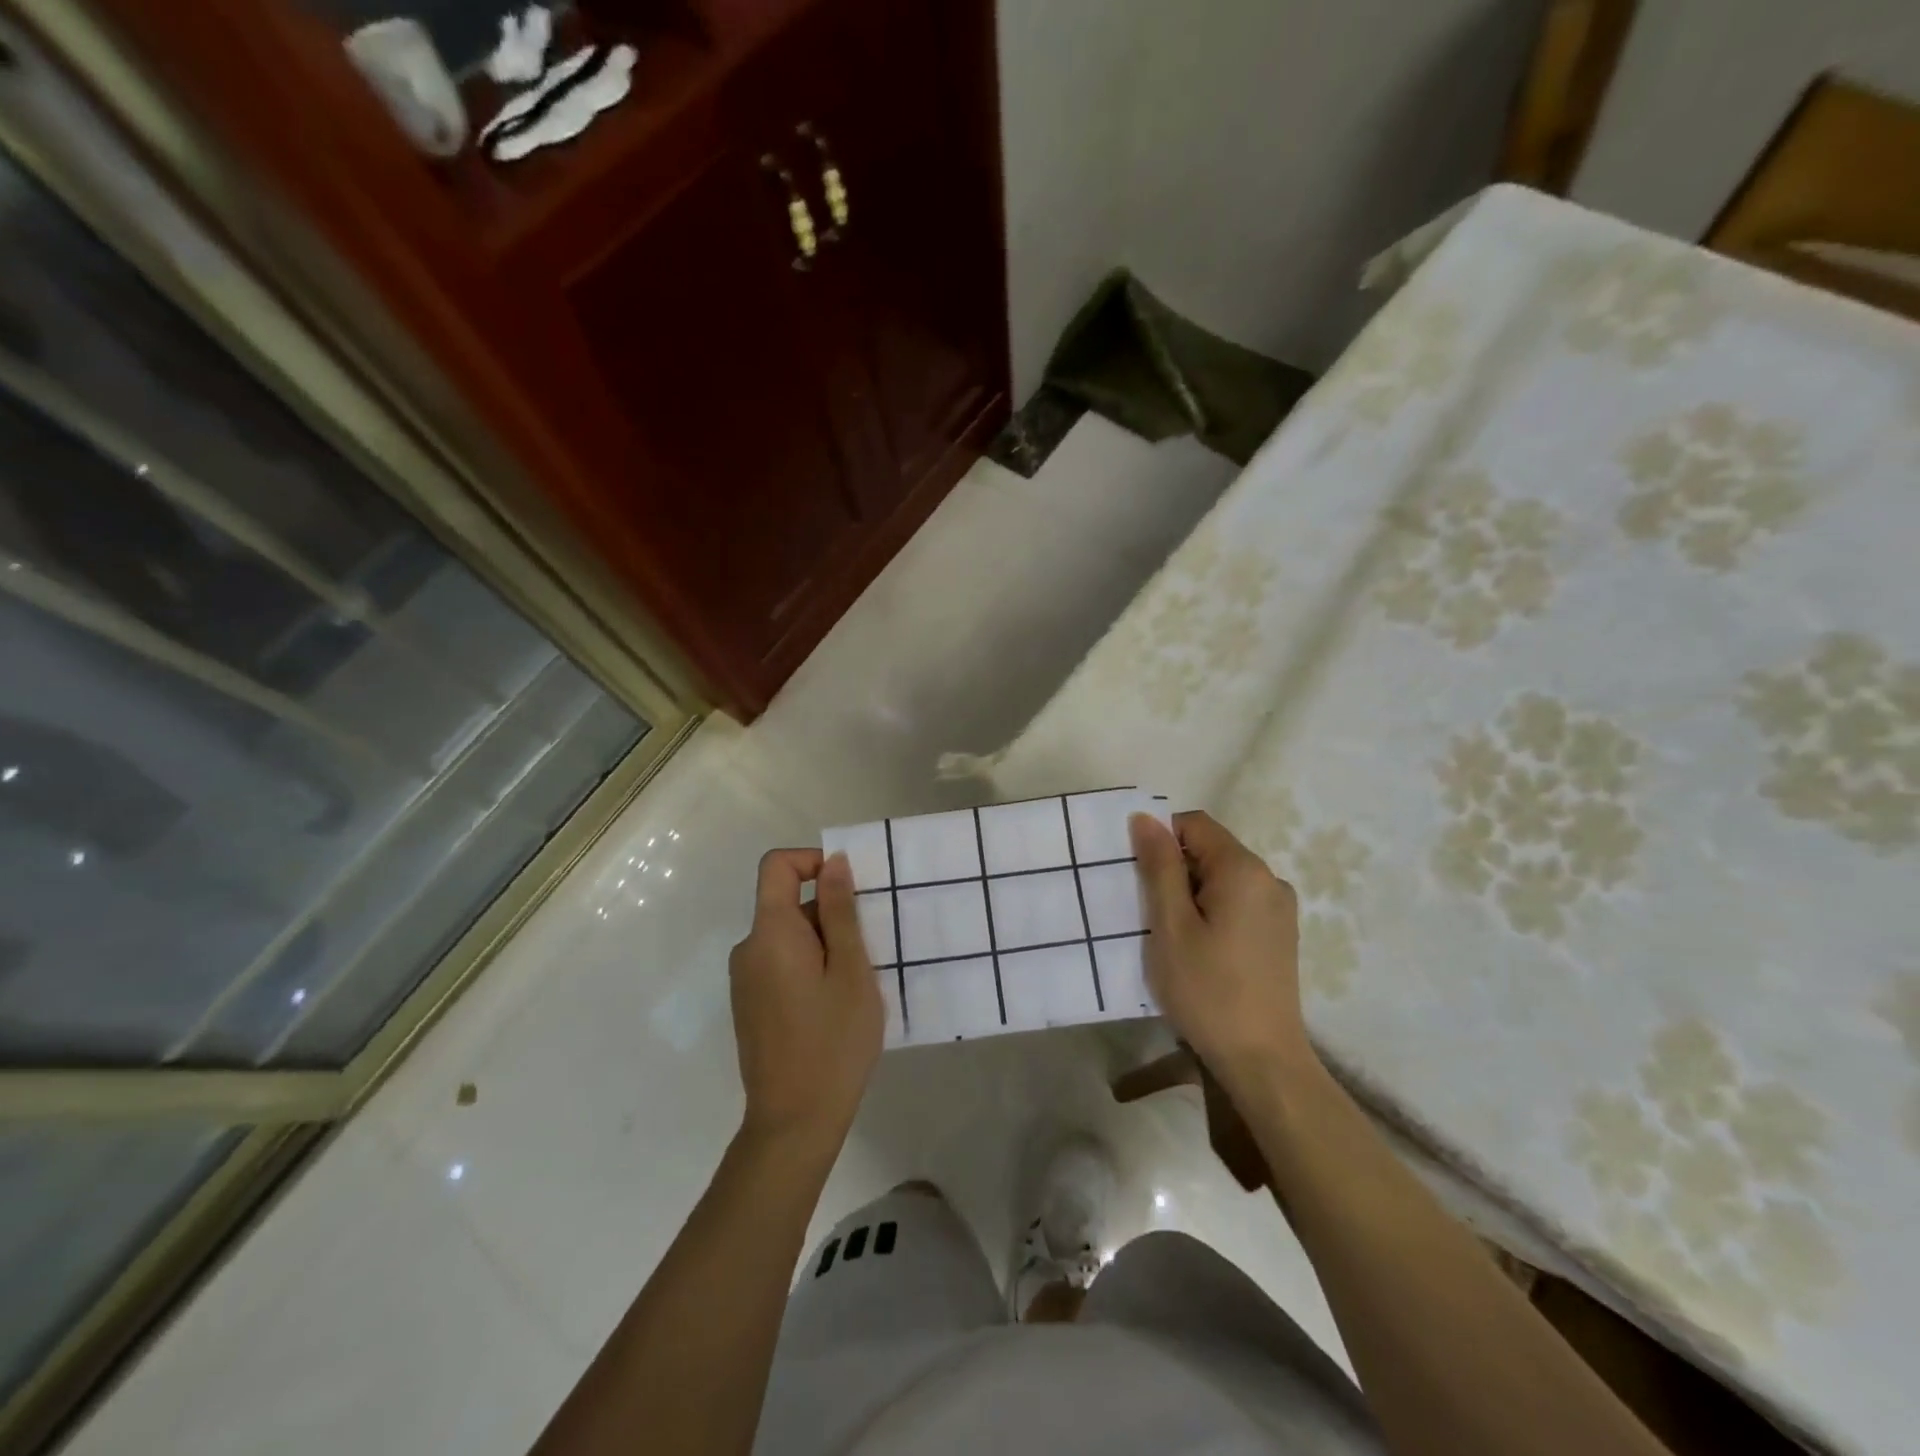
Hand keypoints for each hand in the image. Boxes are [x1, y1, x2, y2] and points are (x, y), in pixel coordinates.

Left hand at [729, 850, 882, 1150]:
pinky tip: (835, 1004)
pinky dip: (811, 966)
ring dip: (825, 943)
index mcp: (769, 933)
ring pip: (789, 936)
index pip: (777, 865)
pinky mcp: (751, 1004)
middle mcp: (748, 949)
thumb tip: (833, 862)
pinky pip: (782, 963)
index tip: (850, 889)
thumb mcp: (851, 970)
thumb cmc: (833, 1041)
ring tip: (857, 983)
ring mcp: (746, 979)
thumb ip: (840, 911)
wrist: (794, 1123)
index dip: (812, 861)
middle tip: (868, 951)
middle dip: (830, 913)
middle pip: (787, 903)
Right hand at [1129, 811, 1314, 1094]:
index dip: (1162, 839)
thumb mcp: (1171, 925)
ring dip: (1192, 893)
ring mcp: (1280, 908)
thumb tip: (1145, 818)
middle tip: (1151, 912)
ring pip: (1223, 878)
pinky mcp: (1281, 933)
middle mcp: (1270, 879)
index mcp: (1244, 869)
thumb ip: (1160, 866)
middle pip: (1211, 849)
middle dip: (1175, 869)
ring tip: (1173, 935)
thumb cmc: (1207, 989)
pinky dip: (1212, 911)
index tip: (1140, 877)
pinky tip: (1201, 949)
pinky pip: (1238, 901)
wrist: (1261, 1059)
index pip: (1195, 824)